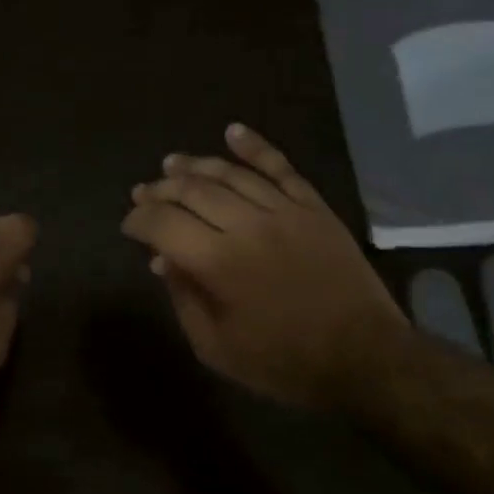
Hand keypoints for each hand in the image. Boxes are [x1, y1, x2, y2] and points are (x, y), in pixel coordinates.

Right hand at [121, 124, 404, 406]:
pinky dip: (256, 147)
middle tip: (142, 192)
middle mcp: (247, 226)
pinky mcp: (314, 208)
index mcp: (218, 263)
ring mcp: (284, 211)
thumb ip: (185, 300)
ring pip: (230, 175)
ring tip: (171, 163)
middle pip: (192, 191)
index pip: (163, 224)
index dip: (138, 220)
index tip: (129, 226)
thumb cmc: (284, 362)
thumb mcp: (216, 348)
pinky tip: (233, 131)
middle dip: (159, 190)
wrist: (364, 356)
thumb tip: (162, 261)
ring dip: (195, 166)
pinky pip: (281, 168)